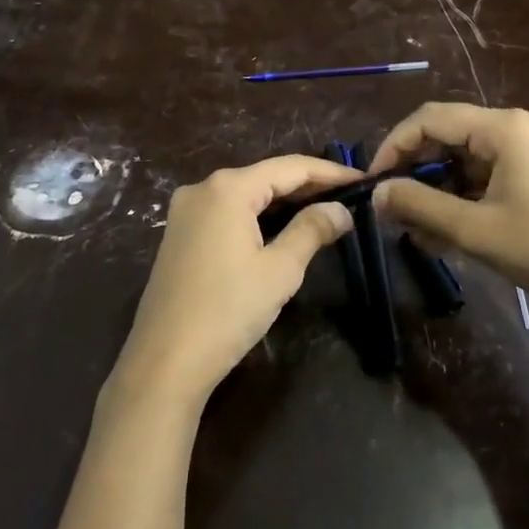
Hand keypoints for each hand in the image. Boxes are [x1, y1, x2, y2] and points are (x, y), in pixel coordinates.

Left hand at [112, 155, 359, 410]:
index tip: (363, 181)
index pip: (289, 167)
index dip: (329, 173)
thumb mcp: (280, 270)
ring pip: (245, 195)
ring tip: (324, 209)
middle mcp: (202, 188)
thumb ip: (312, 230)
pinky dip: (257, 216)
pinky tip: (281, 227)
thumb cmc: (228, 310)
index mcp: (227, 188)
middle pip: (265, 177)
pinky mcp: (179, 235)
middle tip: (349, 197)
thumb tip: (341, 210)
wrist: (165, 361)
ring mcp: (185, 212)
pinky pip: (227, 213)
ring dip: (283, 202)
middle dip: (307, 186)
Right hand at [368, 103, 528, 339]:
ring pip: (473, 157)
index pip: (431, 119)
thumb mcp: (474, 229)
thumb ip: (419, 206)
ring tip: (421, 229)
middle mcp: (525, 124)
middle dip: (419, 173)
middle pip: (453, 135)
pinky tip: (454, 228)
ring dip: (443, 189)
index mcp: (507, 127)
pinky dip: (470, 194)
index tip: (374, 183)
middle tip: (396, 210)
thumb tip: (378, 193)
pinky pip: (496, 171)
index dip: (395, 147)